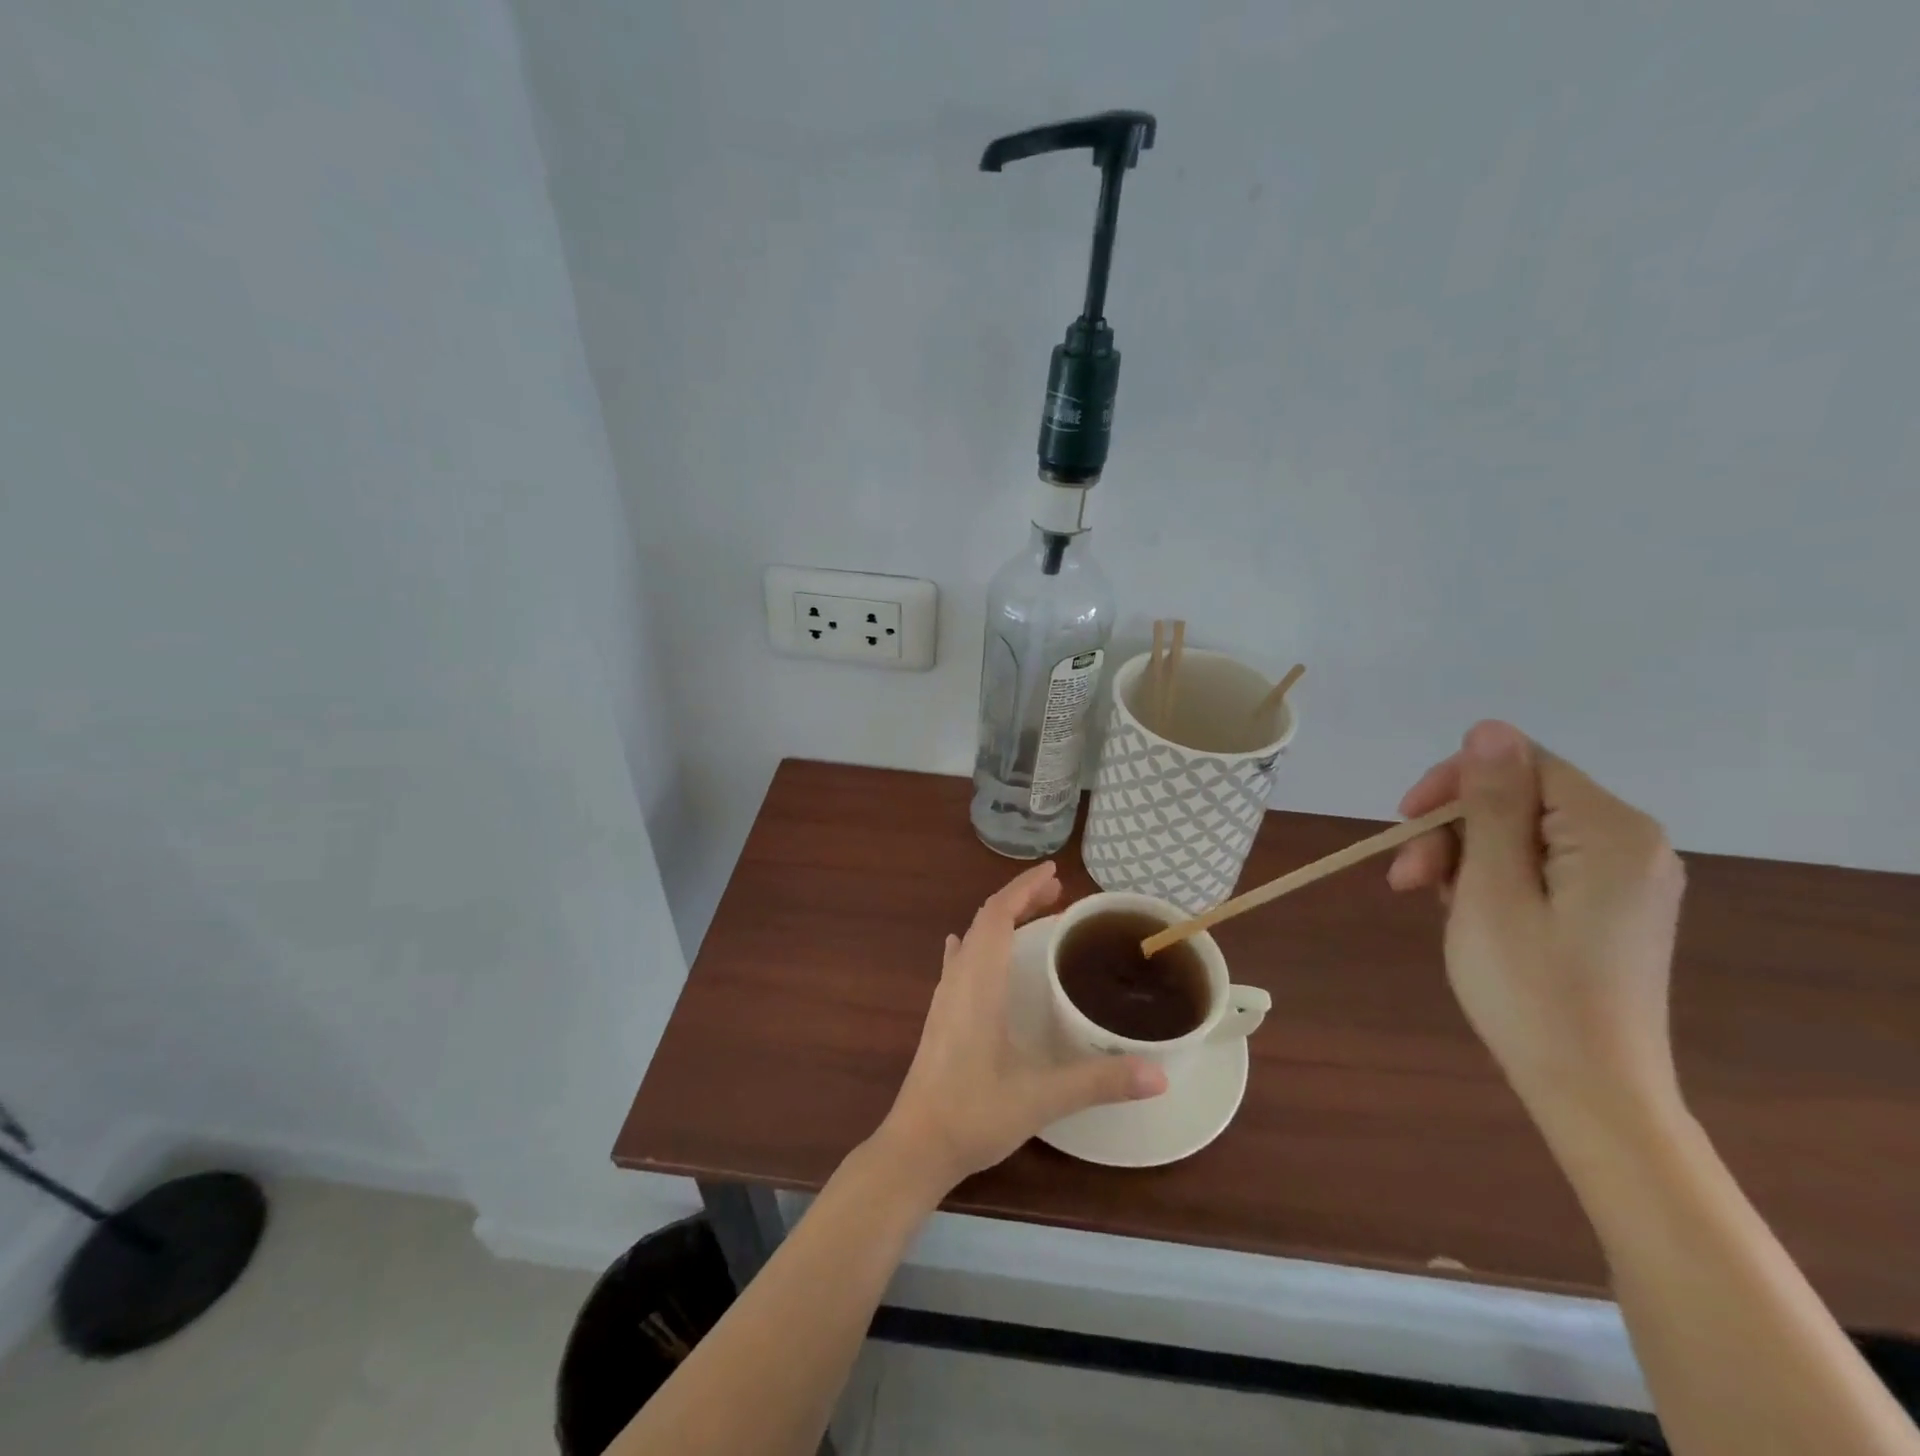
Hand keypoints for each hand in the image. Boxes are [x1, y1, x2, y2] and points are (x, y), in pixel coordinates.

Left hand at [875, 863, 1167, 1194]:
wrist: (915, 1146)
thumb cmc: (974, 1114)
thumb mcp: (1041, 1097)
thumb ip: (1099, 1081)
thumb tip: (1160, 1074)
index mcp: (980, 983)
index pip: (998, 915)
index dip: (1023, 888)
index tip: (1053, 872)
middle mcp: (959, 980)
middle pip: (985, 920)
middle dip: (1019, 899)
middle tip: (1057, 893)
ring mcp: (945, 998)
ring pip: (971, 939)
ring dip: (1000, 919)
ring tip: (1032, 915)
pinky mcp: (940, 1017)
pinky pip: (959, 962)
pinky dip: (976, 943)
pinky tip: (972, 950)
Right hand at [1388, 721, 1687, 1123]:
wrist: (1591, 1092)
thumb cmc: (1530, 989)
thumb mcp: (1492, 889)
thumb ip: (1492, 805)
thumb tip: (1489, 729)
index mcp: (1611, 831)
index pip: (1521, 763)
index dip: (1454, 783)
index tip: (1404, 825)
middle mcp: (1632, 844)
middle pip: (1519, 798)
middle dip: (1453, 829)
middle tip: (1408, 881)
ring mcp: (1626, 878)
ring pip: (1522, 833)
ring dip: (1464, 857)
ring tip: (1431, 902)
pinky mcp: (1611, 908)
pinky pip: (1539, 865)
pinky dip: (1492, 879)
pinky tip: (1468, 913)